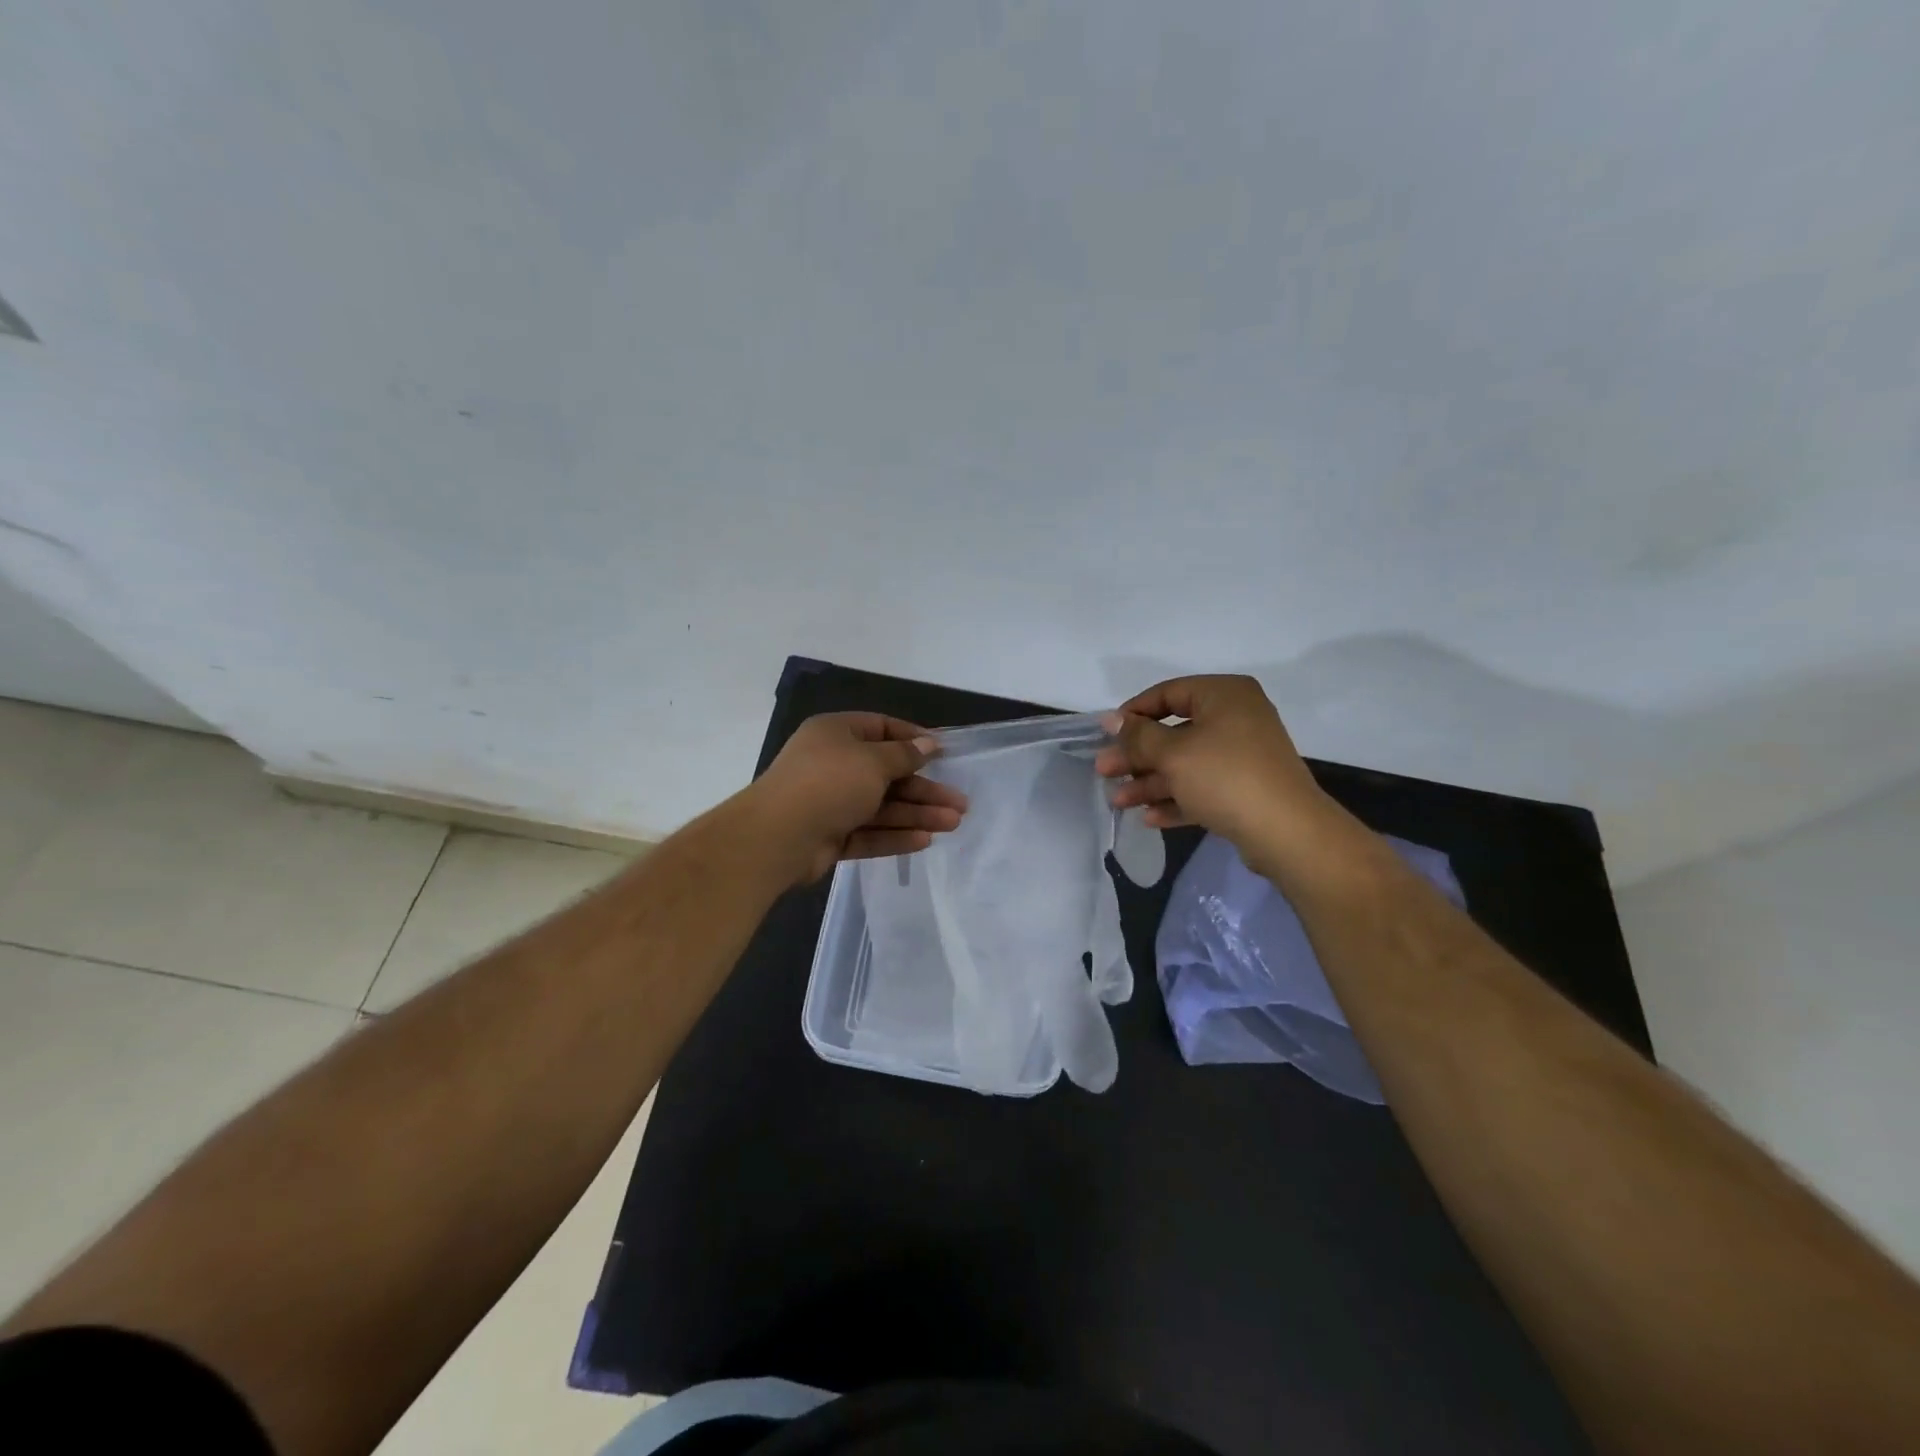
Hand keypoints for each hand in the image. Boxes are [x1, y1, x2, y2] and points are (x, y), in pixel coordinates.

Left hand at [749, 712, 968, 884]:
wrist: (777, 837)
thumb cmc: (829, 783)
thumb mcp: (873, 760)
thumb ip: (904, 754)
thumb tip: (928, 742)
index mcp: (836, 734)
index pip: (881, 728)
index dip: (913, 739)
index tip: (943, 753)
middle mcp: (833, 765)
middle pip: (887, 773)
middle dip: (924, 788)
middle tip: (960, 802)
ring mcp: (830, 803)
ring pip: (881, 806)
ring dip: (917, 814)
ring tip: (953, 823)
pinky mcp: (830, 836)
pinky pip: (868, 832)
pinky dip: (894, 835)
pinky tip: (924, 840)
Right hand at [1095, 675, 1331, 859]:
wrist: (1287, 832)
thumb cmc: (1225, 777)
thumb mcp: (1172, 753)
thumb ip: (1138, 735)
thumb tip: (1111, 718)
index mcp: (1223, 695)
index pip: (1167, 693)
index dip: (1133, 713)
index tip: (1106, 734)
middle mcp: (1236, 718)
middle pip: (1173, 732)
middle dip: (1136, 756)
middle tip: (1104, 772)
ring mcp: (1243, 755)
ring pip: (1185, 763)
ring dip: (1150, 782)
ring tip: (1119, 802)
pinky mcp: (1245, 789)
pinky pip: (1203, 787)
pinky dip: (1176, 799)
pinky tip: (1149, 817)